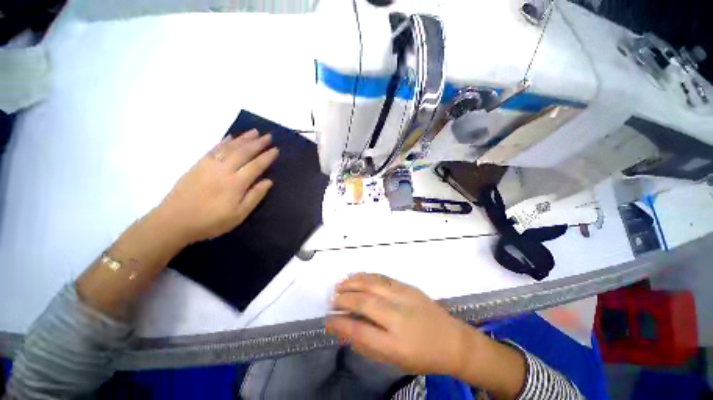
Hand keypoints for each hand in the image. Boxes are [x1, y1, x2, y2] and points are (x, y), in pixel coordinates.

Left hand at [156, 129, 277, 243]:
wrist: (174, 221)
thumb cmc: (211, 221)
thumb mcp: (239, 215)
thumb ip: (255, 196)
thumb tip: (268, 181)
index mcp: (236, 183)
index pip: (256, 166)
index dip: (267, 157)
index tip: (276, 149)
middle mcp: (224, 170)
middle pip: (243, 152)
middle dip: (258, 143)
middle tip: (268, 136)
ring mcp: (209, 165)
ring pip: (229, 147)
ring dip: (243, 138)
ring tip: (254, 132)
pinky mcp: (198, 164)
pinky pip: (214, 148)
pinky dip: (224, 141)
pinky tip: (230, 137)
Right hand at [326, 273, 476, 375]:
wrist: (452, 340)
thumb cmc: (422, 356)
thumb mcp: (394, 360)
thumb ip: (368, 345)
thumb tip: (345, 330)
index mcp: (395, 344)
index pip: (359, 331)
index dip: (339, 324)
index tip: (327, 320)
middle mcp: (399, 318)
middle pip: (364, 303)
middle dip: (344, 299)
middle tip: (332, 299)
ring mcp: (405, 298)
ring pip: (373, 285)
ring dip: (353, 283)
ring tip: (340, 284)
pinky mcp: (409, 287)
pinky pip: (383, 278)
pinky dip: (367, 276)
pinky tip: (358, 276)